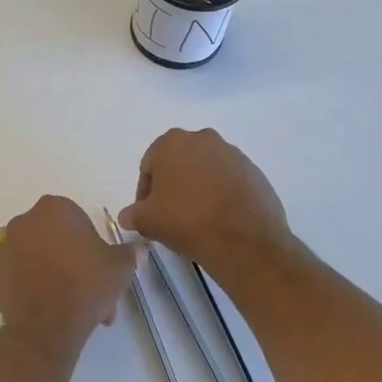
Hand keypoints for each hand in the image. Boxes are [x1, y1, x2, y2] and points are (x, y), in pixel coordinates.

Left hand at [0, 197, 133, 355]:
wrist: (45, 325)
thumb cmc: (85, 284)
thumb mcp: (119, 267)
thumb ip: (129, 252)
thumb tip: (138, 248)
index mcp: (53, 209)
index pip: (78, 220)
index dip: (92, 245)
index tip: (101, 269)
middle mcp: (24, 221)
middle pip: (57, 241)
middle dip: (75, 265)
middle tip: (91, 293)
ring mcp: (6, 248)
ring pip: (39, 260)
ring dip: (56, 277)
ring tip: (73, 309)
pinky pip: (21, 278)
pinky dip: (34, 289)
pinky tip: (50, 310)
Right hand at [119, 128, 297, 279]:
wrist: (245, 242)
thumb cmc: (187, 222)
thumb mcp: (148, 221)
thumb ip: (133, 214)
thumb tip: (127, 216)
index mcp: (172, 142)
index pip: (149, 166)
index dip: (146, 193)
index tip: (149, 214)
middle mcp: (203, 139)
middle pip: (179, 163)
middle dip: (173, 185)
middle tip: (171, 214)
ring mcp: (233, 154)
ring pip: (206, 170)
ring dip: (199, 188)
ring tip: (198, 218)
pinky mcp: (255, 172)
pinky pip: (230, 180)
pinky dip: (222, 194)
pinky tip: (221, 218)